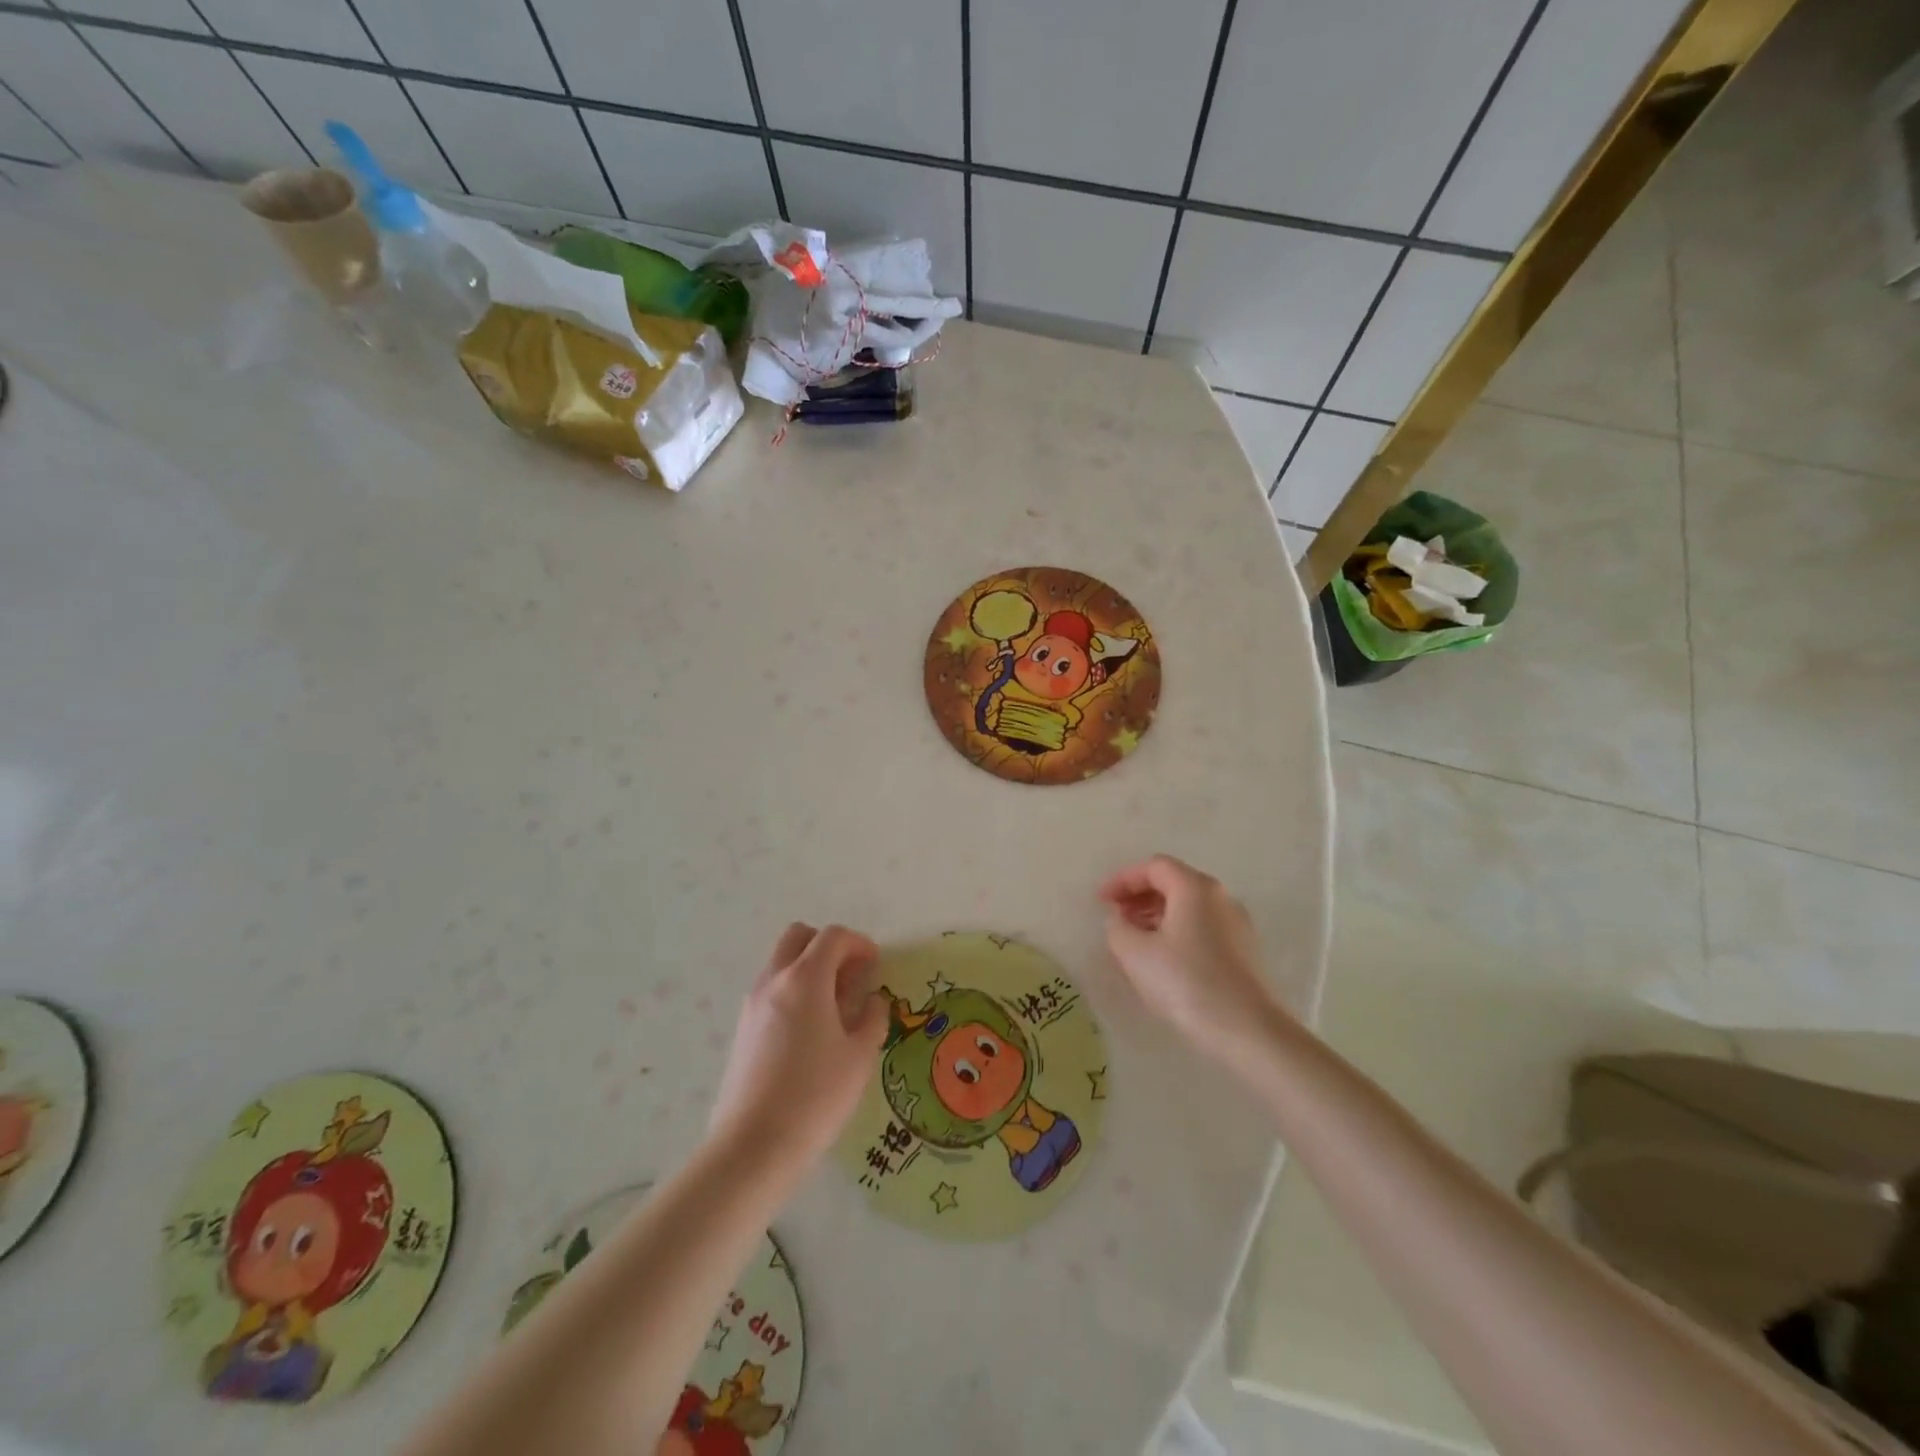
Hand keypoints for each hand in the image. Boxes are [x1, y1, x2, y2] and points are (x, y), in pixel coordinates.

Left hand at [709, 924, 888, 1171]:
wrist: (753, 1146)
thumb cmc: (815, 1095)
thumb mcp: (859, 1057)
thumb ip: (872, 1018)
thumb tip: (872, 1000)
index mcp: (805, 979)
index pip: (833, 937)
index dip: (859, 943)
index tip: (875, 965)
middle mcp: (774, 980)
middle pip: (799, 937)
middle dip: (828, 946)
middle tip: (850, 977)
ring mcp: (752, 1003)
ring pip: (781, 962)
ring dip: (809, 968)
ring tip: (833, 1007)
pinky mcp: (742, 1028)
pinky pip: (771, 989)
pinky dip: (793, 991)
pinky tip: (810, 1030)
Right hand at [1099, 856, 1280, 1054]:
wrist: (1247, 1030)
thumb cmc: (1186, 982)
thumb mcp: (1135, 954)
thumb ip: (1118, 928)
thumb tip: (1120, 920)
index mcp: (1194, 888)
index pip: (1154, 867)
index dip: (1123, 879)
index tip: (1101, 900)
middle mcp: (1220, 897)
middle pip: (1173, 882)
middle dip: (1139, 896)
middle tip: (1116, 917)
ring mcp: (1236, 923)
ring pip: (1189, 906)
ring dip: (1157, 914)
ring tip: (1134, 939)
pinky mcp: (1244, 950)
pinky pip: (1202, 926)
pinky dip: (1177, 930)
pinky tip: (1163, 958)